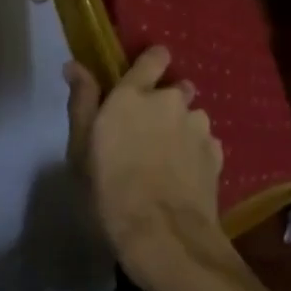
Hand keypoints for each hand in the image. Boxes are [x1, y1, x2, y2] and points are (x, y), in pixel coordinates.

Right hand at [66, 49, 226, 271]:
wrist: (163, 234)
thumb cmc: (109, 192)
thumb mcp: (81, 150)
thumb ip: (82, 102)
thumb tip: (75, 65)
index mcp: (135, 95)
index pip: (155, 56)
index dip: (152, 64)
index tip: (144, 80)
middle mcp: (171, 100)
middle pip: (176, 89)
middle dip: (166, 105)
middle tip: (148, 135)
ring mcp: (199, 125)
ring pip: (192, 117)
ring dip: (182, 129)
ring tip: (167, 162)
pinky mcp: (216, 151)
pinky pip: (204, 143)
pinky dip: (195, 153)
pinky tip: (183, 178)